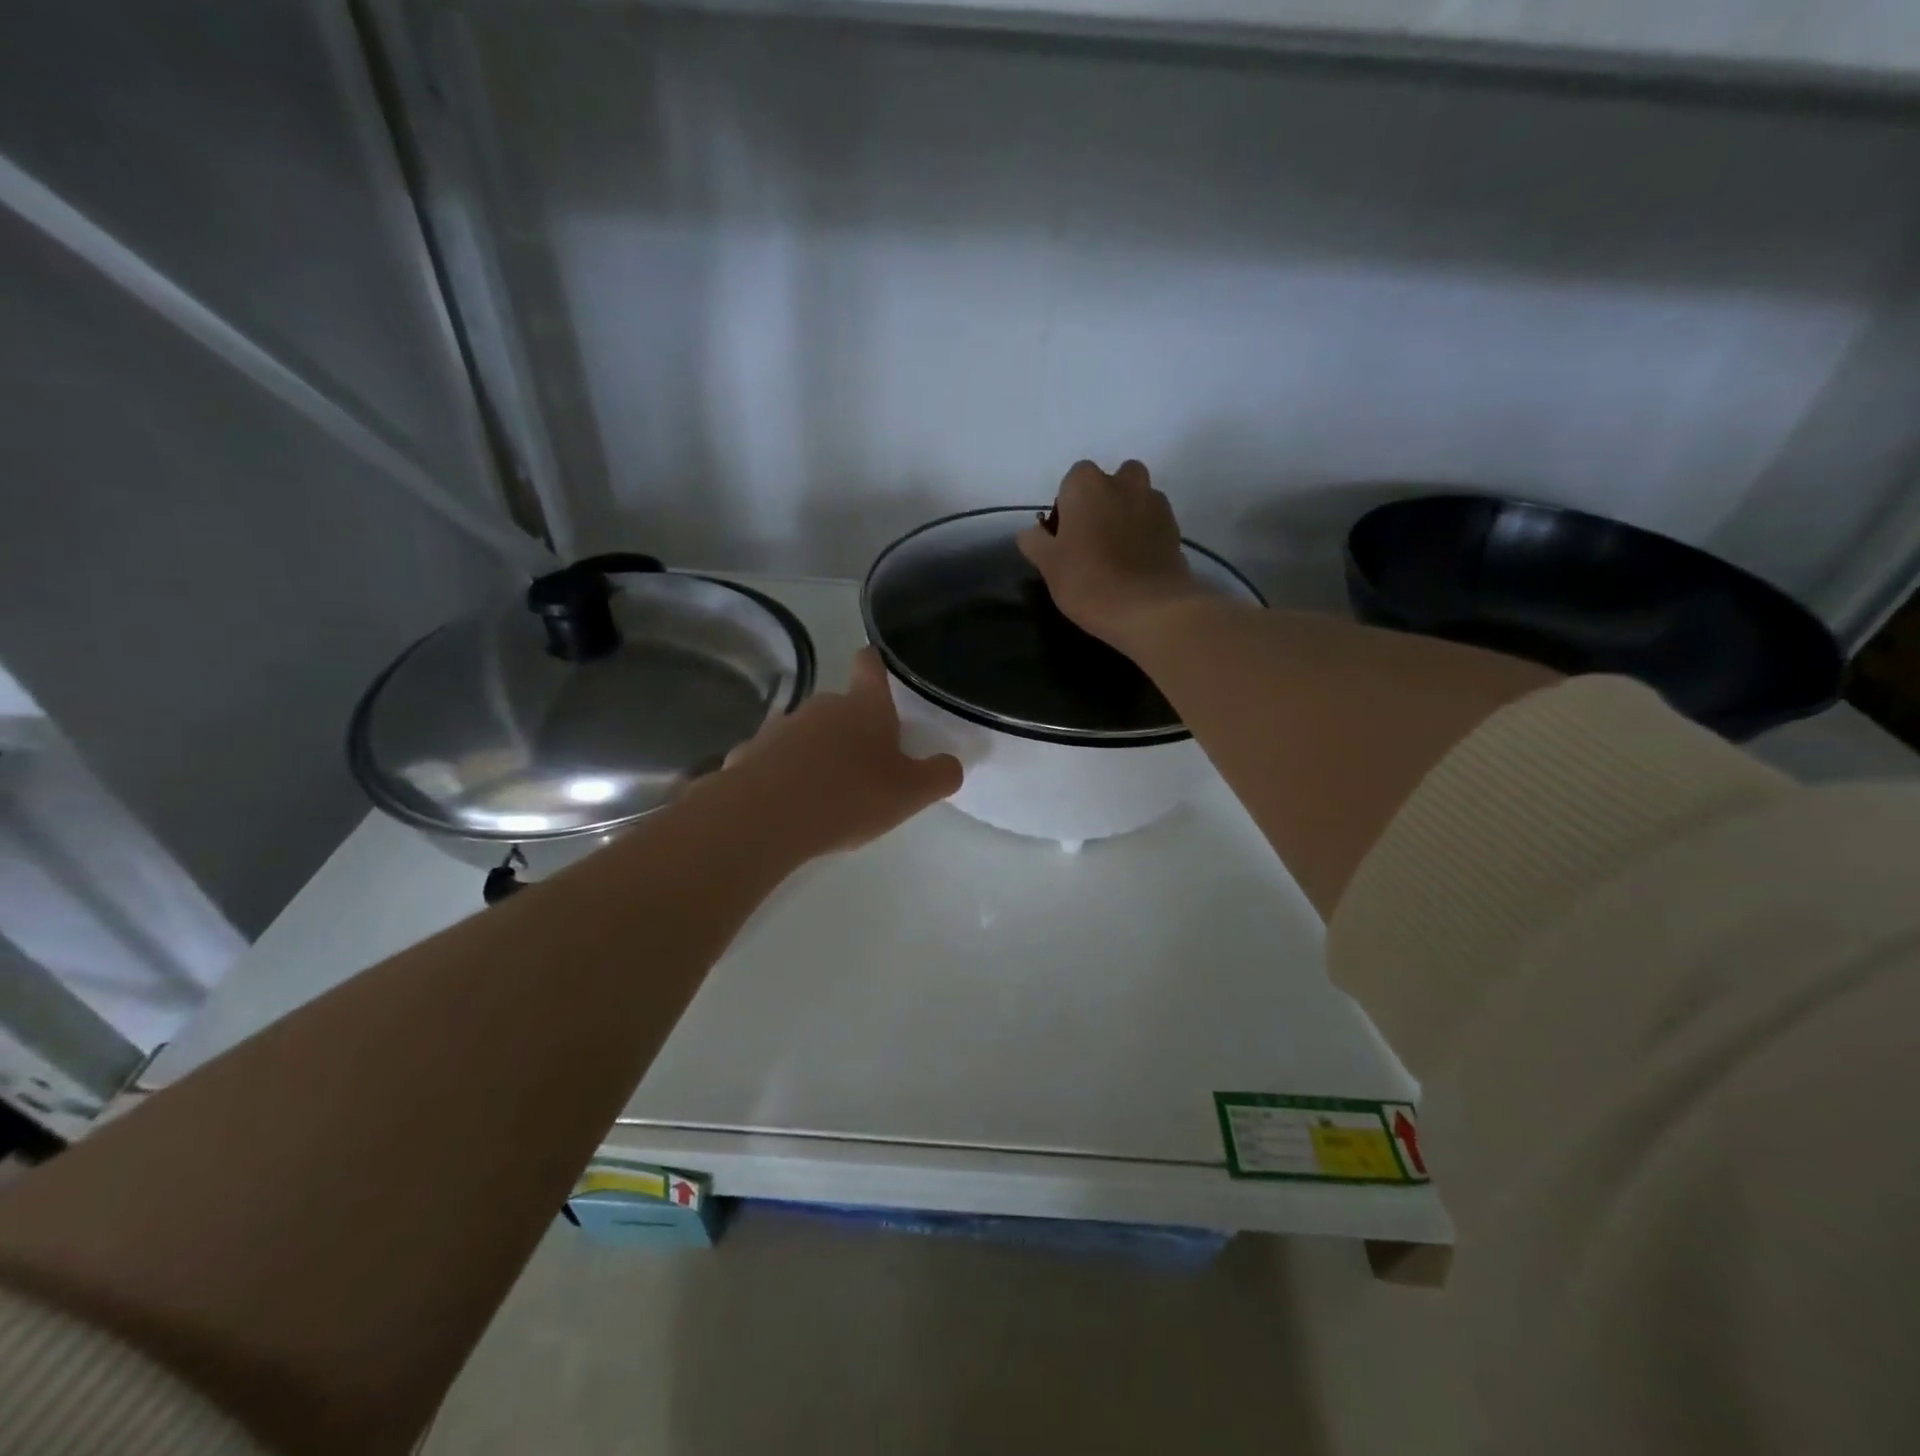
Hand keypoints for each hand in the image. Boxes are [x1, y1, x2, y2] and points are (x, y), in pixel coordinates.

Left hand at [718, 648, 962, 856]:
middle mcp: (822, 706)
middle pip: (841, 707)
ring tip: (826, 794)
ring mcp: (781, 727)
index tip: (880, 670)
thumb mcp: (910, 793)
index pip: (871, 665)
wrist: (765, 818)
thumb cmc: (849, 796)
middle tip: (867, 767)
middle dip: (853, 730)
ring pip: (808, 734)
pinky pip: (775, 760)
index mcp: (864, 707)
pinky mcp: (749, 753)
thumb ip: (939, 776)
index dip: (877, 664)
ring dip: (818, 754)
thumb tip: (951, 764)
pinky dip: (784, 776)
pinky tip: (788, 806)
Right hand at [1018, 460, 1207, 650]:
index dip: (1068, 505)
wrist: (1149, 608)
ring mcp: (1154, 503)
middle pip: (1112, 481)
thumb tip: (1030, 533)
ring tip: (1118, 550)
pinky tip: (1137, 562)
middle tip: (1093, 538)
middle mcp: (1123, 483)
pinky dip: (1146, 533)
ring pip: (1138, 497)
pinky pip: (1154, 521)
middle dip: (1103, 500)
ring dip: (1128, 512)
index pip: (1073, 480)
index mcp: (1087, 485)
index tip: (1065, 535)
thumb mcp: (1048, 565)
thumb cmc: (1088, 581)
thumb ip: (1035, 542)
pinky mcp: (1175, 527)